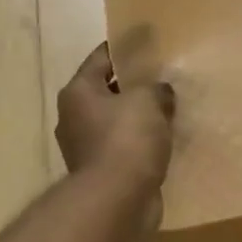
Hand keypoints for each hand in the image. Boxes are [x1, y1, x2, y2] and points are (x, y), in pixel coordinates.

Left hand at [55, 43, 176, 194]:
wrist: (117, 201)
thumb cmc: (127, 139)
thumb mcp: (148, 100)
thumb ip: (156, 88)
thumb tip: (159, 92)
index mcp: (78, 92)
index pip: (100, 58)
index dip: (123, 48)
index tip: (144, 41)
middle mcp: (74, 117)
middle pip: (106, 90)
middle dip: (132, 84)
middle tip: (162, 76)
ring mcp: (85, 147)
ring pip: (116, 120)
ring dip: (137, 116)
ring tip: (167, 108)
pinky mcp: (101, 171)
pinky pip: (124, 146)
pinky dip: (140, 142)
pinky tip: (163, 139)